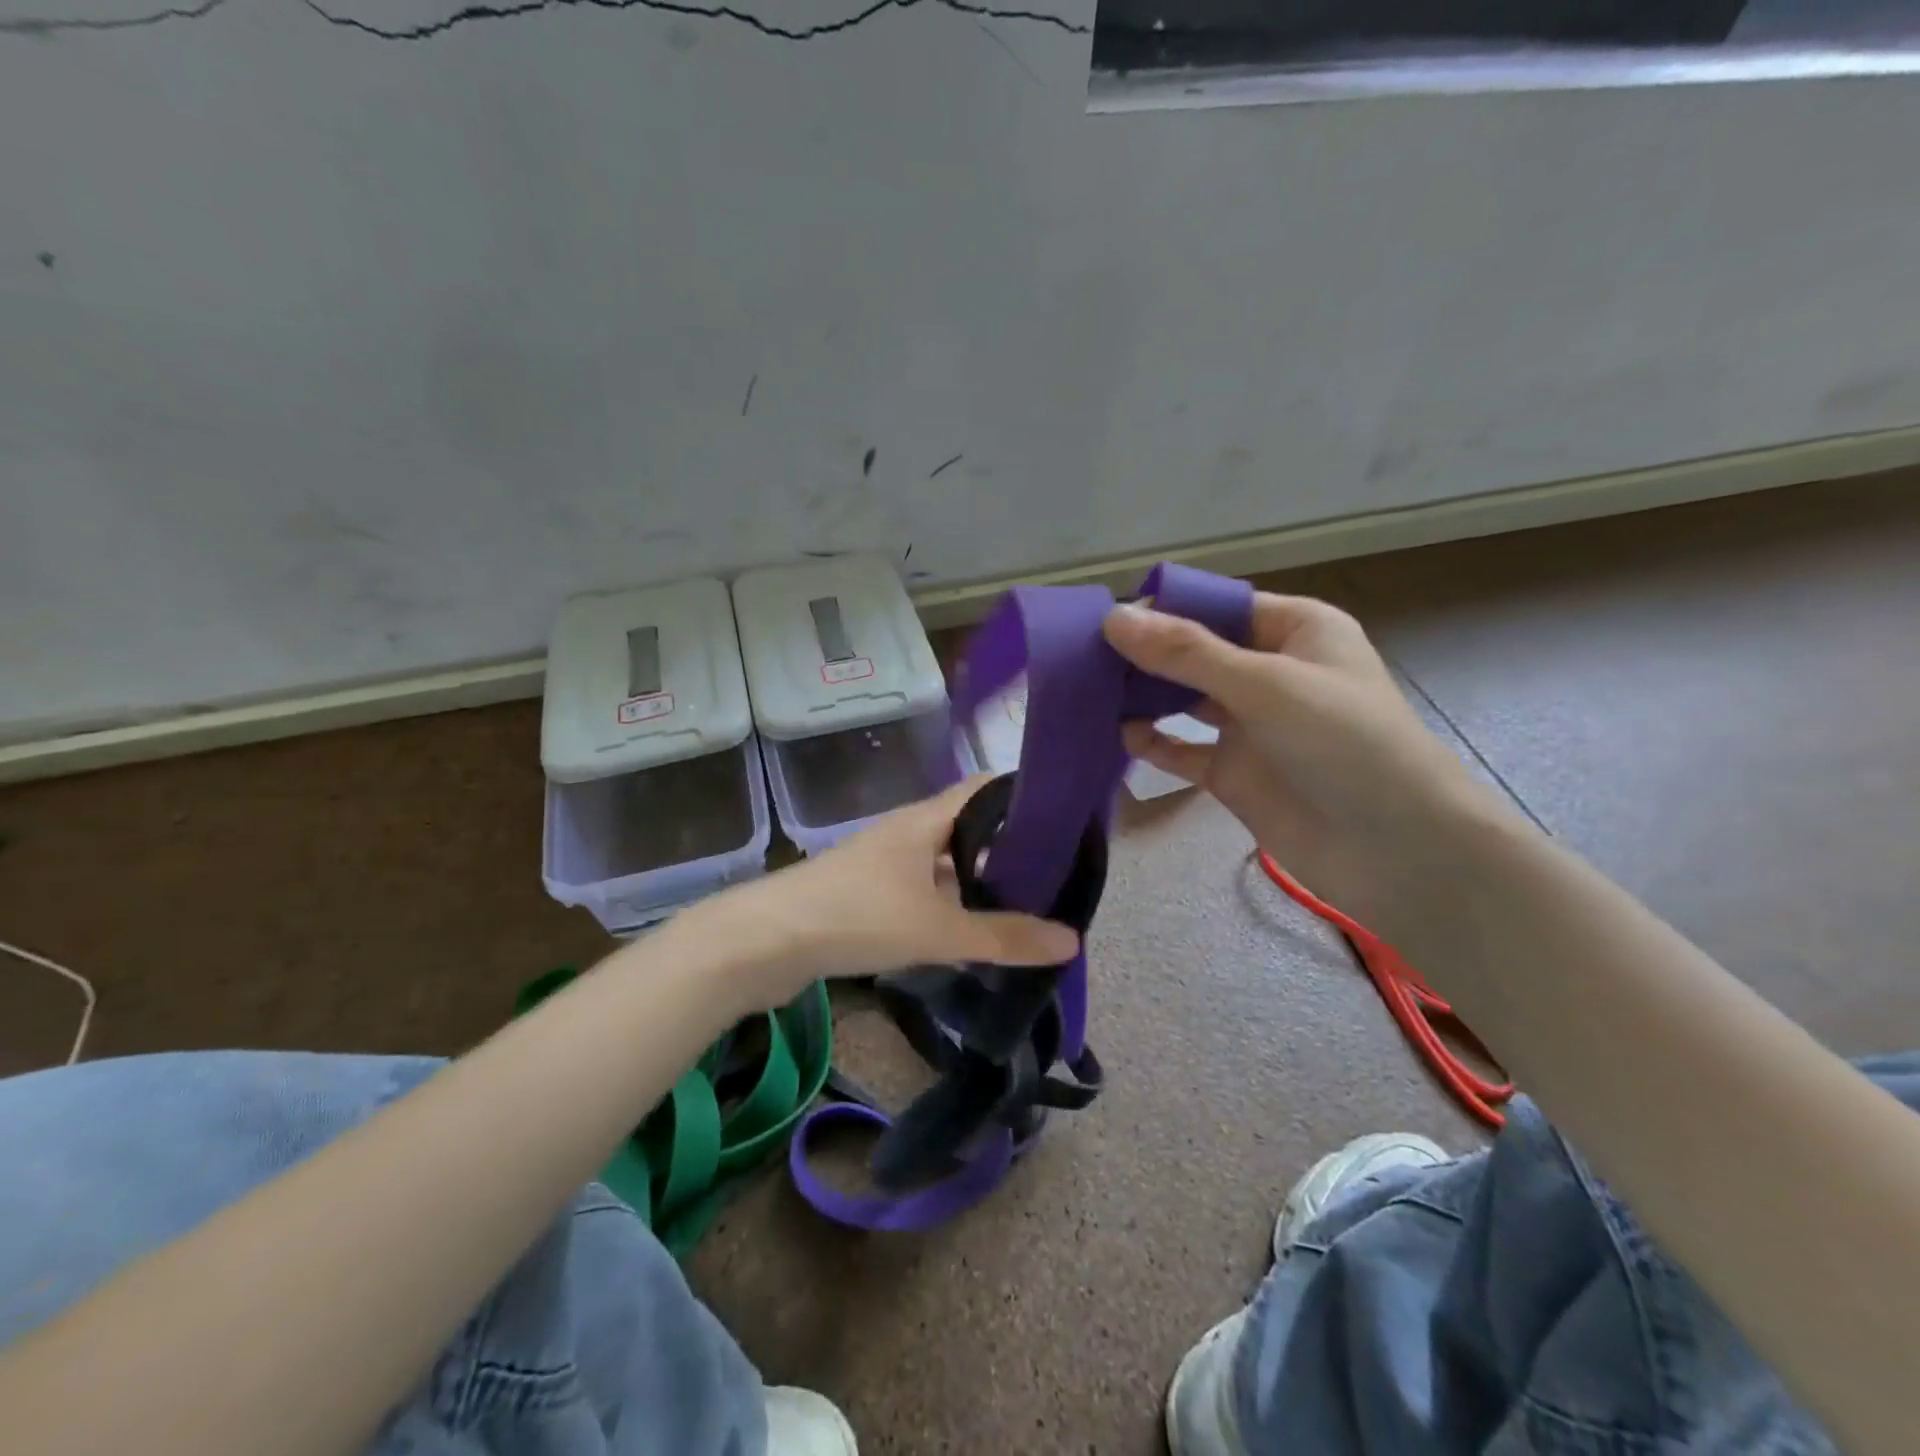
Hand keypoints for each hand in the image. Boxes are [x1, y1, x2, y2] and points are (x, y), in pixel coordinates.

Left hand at [676, 777, 1080, 1011]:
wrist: (764, 943)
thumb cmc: (857, 916)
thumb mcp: (938, 929)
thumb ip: (1004, 936)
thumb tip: (1072, 941)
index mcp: (925, 820)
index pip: (986, 789)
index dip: (1025, 796)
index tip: (1067, 819)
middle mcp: (908, 833)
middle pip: (969, 829)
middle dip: (1010, 849)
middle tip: (1059, 876)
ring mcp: (885, 865)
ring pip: (946, 865)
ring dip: (980, 883)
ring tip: (1028, 907)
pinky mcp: (869, 897)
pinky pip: (924, 893)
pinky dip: (951, 908)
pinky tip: (972, 935)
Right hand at [1103, 594, 1488, 928]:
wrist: (1395, 851)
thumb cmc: (1344, 743)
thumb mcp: (1265, 685)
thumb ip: (1187, 653)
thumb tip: (1113, 619)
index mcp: (1295, 631)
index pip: (1218, 606)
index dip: (1165, 610)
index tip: (1107, 620)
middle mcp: (1270, 671)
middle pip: (1195, 651)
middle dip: (1147, 654)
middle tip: (1086, 657)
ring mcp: (1250, 724)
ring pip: (1183, 699)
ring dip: (1144, 696)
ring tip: (1093, 692)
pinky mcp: (1233, 771)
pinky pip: (1182, 748)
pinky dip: (1153, 741)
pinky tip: (1123, 736)